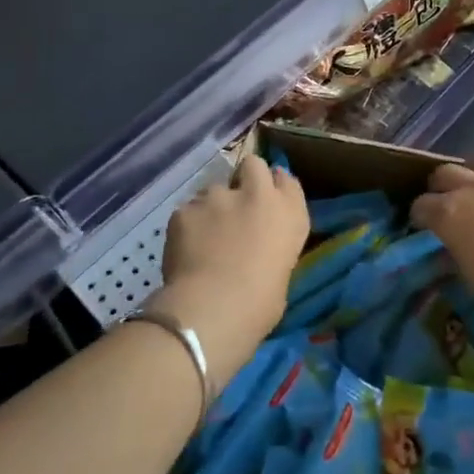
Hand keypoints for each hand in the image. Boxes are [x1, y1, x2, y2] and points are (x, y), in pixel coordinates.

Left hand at [153, 154, 307, 381]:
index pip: (287, 181)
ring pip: (213, 189)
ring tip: (203, 237)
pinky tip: (184, 249)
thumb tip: (258, 247)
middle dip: (245, 178)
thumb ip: (272, 246)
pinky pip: (187, 211)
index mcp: (289, 214)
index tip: (267, 200)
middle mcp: (257, 195)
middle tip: (236, 206)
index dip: (275, 187)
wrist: (214, 309)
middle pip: (253, 165)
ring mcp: (219, 197)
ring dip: (212, 207)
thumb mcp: (282, 271)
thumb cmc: (261, 305)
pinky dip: (187, 226)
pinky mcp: (186, 209)